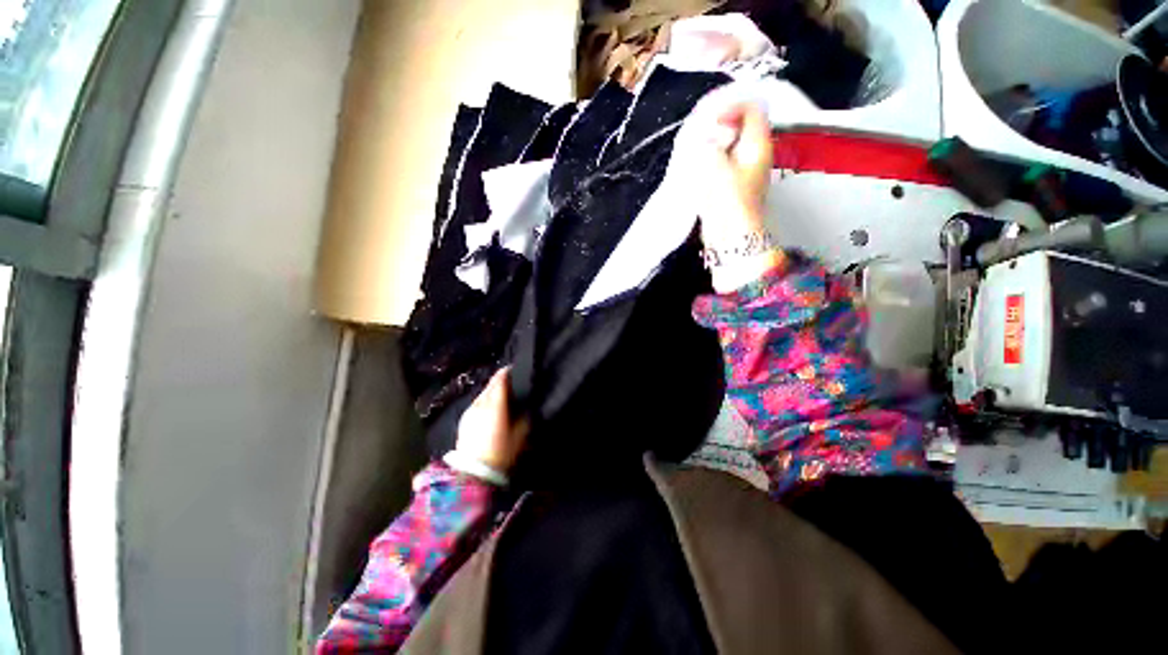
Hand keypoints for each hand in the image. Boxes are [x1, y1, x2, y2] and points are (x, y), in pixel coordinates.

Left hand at [454, 368, 527, 472]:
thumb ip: (524, 417)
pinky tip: (488, 408)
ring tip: (500, 395)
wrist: (473, 472)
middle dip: (499, 381)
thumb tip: (526, 407)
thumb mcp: (520, 435)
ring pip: (482, 393)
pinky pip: (476, 403)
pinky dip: (484, 401)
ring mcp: (470, 411)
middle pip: (490, 385)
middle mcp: (481, 403)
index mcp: (495, 405)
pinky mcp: (464, 419)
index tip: (513, 369)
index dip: (506, 372)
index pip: (500, 380)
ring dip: (491, 391)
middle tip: (509, 382)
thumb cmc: (501, 453)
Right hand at [681, 89, 781, 291]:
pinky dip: (711, 156)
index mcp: (758, 145)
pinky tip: (697, 162)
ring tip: (695, 144)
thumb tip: (702, 134)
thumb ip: (708, 144)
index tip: (710, 121)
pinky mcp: (732, 183)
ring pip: (731, 143)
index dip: (730, 107)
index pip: (751, 108)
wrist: (731, 237)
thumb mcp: (716, 166)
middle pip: (742, 124)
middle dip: (720, 122)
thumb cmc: (727, 201)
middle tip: (699, 129)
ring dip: (714, 140)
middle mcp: (755, 153)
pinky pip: (723, 160)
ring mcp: (744, 169)